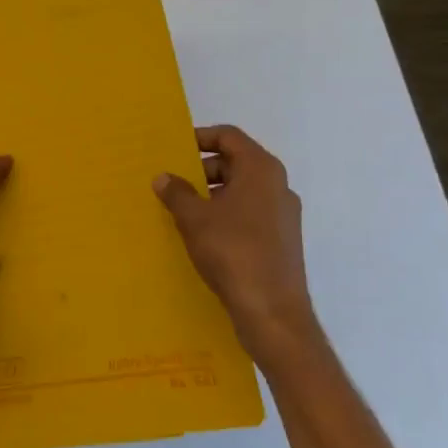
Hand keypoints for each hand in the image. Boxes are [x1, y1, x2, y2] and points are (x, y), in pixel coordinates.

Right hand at [155, 125, 311, 339]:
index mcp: (261, 170)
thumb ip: (176, 192)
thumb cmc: (233, 252)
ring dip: (212, 195)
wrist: (272, 312)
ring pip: (242, 190)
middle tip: (173, 183)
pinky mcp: (282, 240)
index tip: (174, 150)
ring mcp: (283, 215)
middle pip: (235, 162)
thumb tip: (164, 177)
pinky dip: (226, 215)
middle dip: (202, 170)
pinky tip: (203, 235)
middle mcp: (278, 186)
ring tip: (183, 211)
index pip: (229, 136)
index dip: (200, 137)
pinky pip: (249, 214)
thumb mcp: (194, 218)